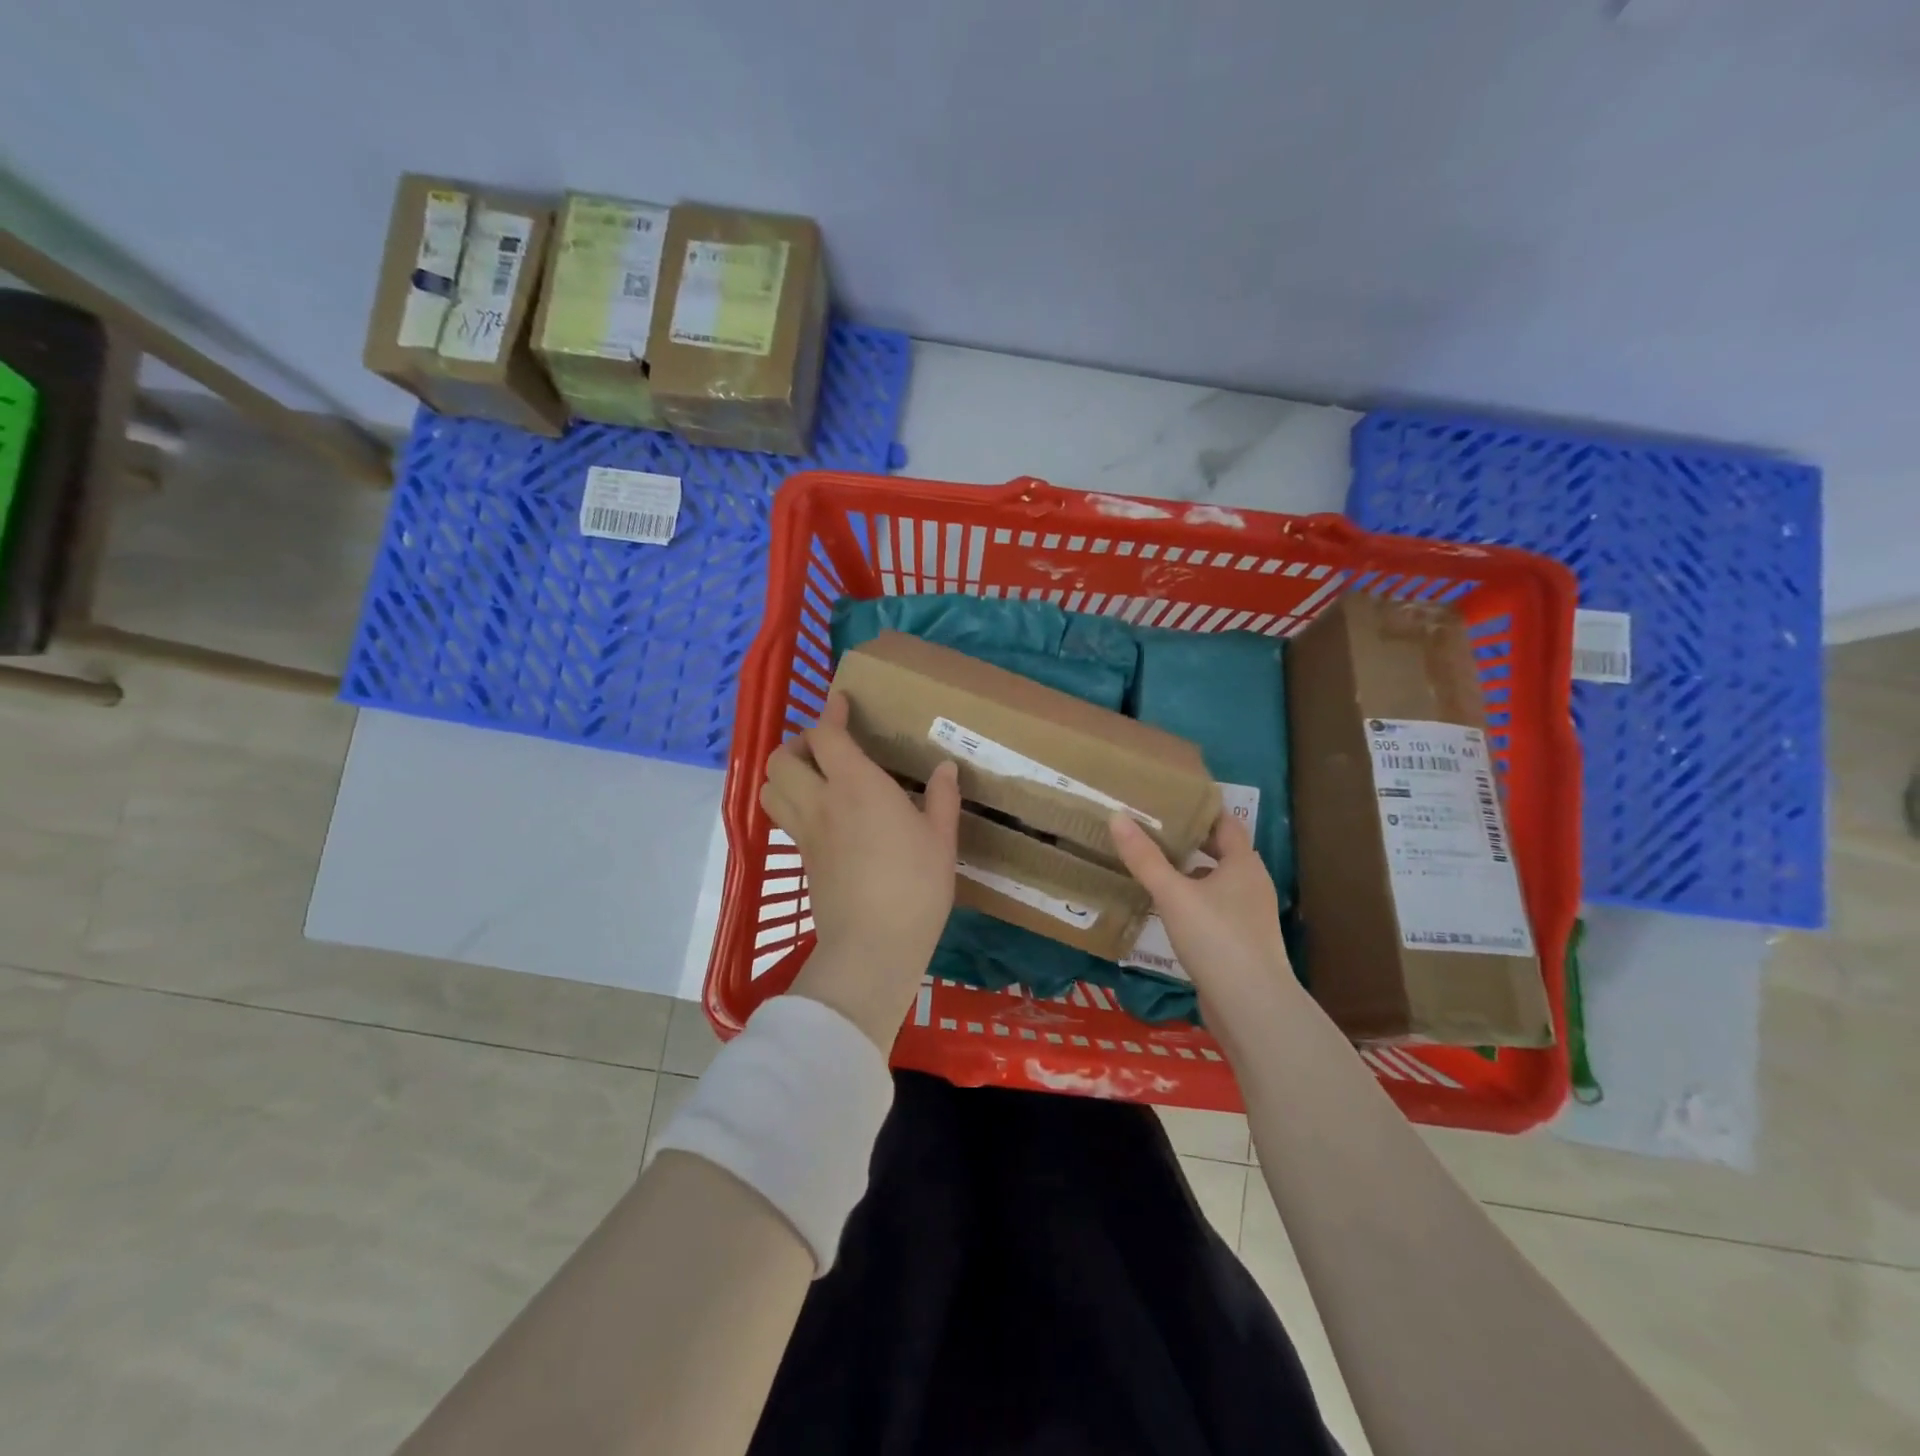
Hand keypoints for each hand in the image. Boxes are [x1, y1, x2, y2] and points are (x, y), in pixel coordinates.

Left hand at [760, 694, 960, 1048]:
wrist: (873, 945)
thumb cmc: (915, 886)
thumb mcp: (941, 839)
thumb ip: (943, 797)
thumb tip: (946, 767)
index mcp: (856, 786)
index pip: (826, 735)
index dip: (830, 713)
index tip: (841, 703)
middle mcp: (821, 801)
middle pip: (782, 757)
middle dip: (799, 743)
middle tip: (827, 749)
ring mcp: (805, 832)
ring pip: (771, 787)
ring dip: (786, 773)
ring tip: (815, 778)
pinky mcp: (801, 859)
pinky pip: (783, 818)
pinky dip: (791, 803)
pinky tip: (822, 814)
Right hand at [1109, 811, 1298, 1016]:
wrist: (1251, 1006)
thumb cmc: (1216, 938)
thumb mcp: (1173, 893)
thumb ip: (1144, 857)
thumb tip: (1117, 816)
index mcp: (1244, 864)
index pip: (1226, 823)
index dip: (1201, 810)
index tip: (1171, 799)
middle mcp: (1252, 885)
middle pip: (1221, 852)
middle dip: (1191, 841)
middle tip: (1154, 829)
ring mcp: (1249, 916)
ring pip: (1216, 883)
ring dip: (1190, 873)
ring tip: (1153, 865)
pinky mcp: (1240, 943)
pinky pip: (1213, 910)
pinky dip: (1192, 902)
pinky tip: (1166, 909)